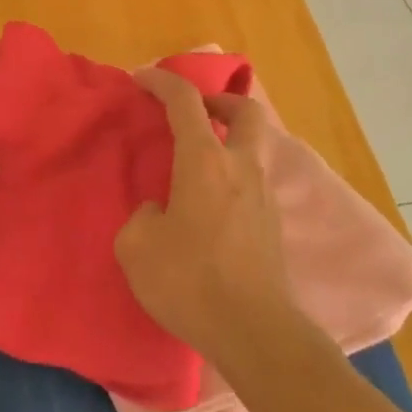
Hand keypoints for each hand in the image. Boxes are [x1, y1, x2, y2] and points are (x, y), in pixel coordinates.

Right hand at [114, 69, 296, 362]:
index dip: (162, 82)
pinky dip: (234, 175)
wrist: (254, 332)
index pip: (185, 102)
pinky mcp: (273, 226)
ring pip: (255, 147)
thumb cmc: (190, 281)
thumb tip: (160, 211)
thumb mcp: (137, 247)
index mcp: (205, 162)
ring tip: (200, 162)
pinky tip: (211, 204)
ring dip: (230, 140)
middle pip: (246, 111)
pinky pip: (254, 181)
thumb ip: (143, 217)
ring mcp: (264, 196)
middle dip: (221, 100)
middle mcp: (241, 168)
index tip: (141, 79)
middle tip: (197, 110)